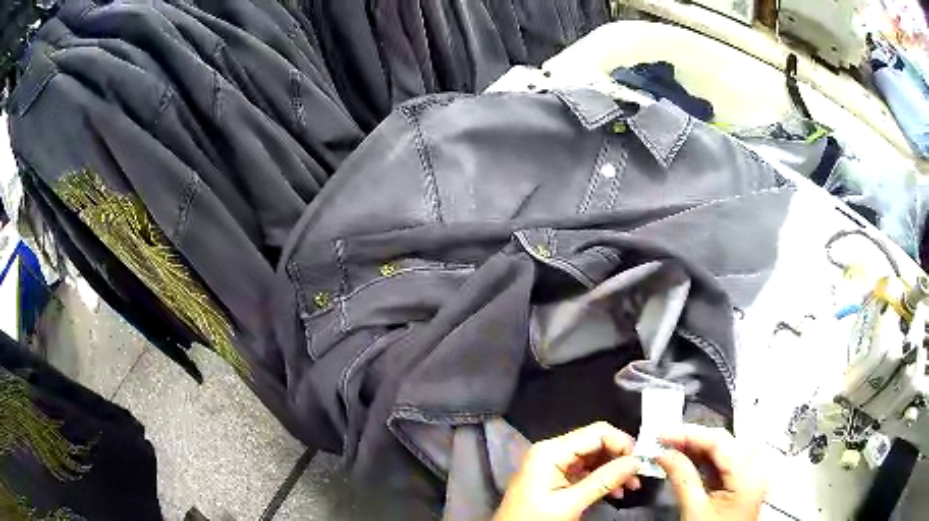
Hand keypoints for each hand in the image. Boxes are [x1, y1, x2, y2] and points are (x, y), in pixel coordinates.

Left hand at [494, 422, 641, 520]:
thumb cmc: (534, 519)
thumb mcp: (570, 503)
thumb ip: (603, 481)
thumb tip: (635, 462)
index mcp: (551, 451)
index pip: (597, 432)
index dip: (623, 443)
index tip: (640, 461)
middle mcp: (552, 450)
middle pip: (597, 442)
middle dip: (620, 458)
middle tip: (638, 476)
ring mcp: (553, 462)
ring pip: (594, 456)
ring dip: (614, 470)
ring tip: (630, 486)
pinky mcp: (555, 475)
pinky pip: (586, 469)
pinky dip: (602, 478)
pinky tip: (615, 492)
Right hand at [656, 424, 767, 520]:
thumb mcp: (694, 510)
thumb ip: (682, 478)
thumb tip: (665, 454)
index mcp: (748, 474)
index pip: (719, 442)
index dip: (690, 434)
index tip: (664, 434)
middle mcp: (756, 467)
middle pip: (725, 441)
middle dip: (694, 438)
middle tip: (665, 439)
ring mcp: (752, 473)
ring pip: (725, 448)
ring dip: (699, 446)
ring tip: (673, 446)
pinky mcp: (744, 480)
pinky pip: (726, 460)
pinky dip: (706, 457)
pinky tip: (689, 458)